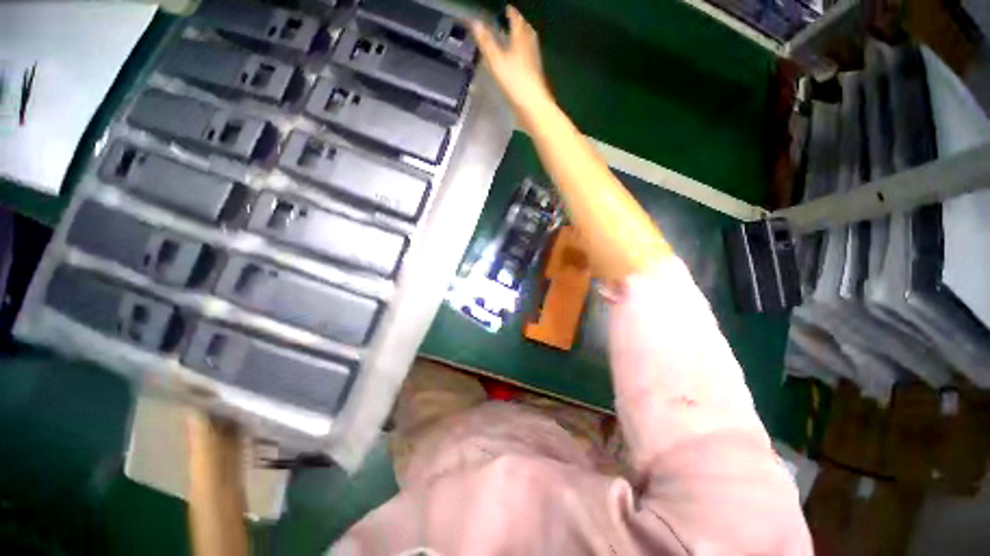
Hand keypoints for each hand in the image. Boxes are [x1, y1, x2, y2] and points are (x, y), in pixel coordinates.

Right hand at [471, 6, 552, 119]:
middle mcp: (529, 49)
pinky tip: (523, 61)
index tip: (508, 8)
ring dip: (525, 38)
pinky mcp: (535, 77)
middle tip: (516, 20)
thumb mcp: (496, 61)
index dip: (512, 14)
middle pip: (527, 32)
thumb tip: (475, 23)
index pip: (516, 22)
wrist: (532, 105)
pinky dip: (526, 54)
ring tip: (520, 37)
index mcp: (520, 41)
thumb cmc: (514, 82)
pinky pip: (531, 59)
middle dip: (521, 25)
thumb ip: (486, 43)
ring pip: (531, 45)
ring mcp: (534, 64)